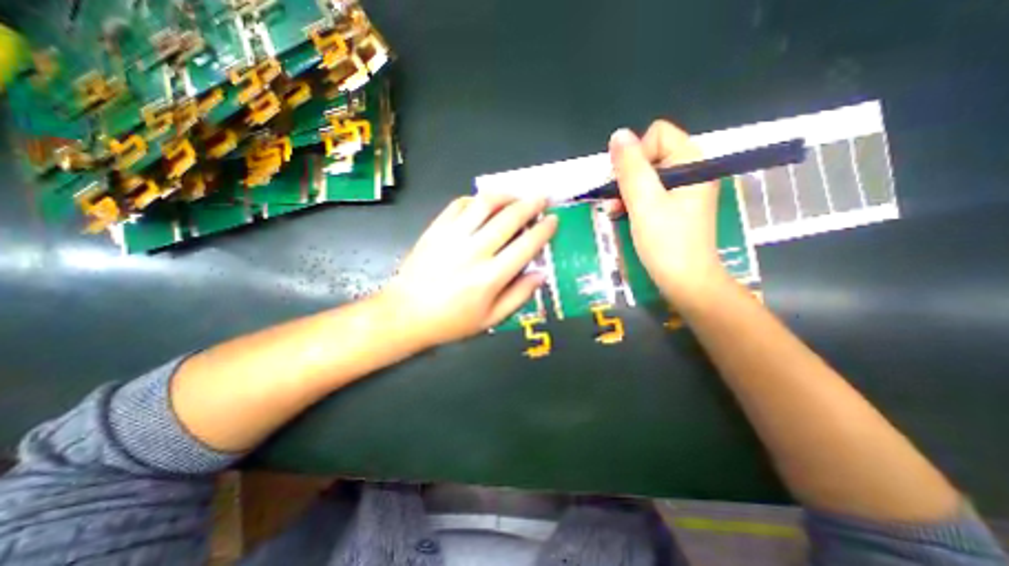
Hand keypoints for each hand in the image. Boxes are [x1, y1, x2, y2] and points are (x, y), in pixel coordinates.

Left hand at [386, 196, 558, 348]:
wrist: (406, 313)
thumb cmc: (451, 321)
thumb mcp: (491, 319)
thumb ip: (519, 296)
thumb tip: (541, 274)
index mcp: (491, 277)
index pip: (526, 245)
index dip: (544, 230)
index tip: (553, 220)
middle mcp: (474, 251)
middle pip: (509, 218)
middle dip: (531, 204)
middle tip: (542, 198)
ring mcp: (452, 236)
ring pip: (484, 203)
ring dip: (505, 195)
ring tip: (516, 196)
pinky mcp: (436, 229)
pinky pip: (459, 204)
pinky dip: (476, 200)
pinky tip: (483, 204)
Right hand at [606, 123, 726, 303]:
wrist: (686, 281)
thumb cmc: (665, 242)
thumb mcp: (643, 202)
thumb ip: (630, 167)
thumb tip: (618, 134)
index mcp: (691, 161)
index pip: (657, 135)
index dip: (635, 155)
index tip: (624, 184)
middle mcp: (691, 170)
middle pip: (650, 155)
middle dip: (627, 176)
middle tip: (615, 200)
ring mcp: (684, 190)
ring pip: (646, 175)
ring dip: (626, 191)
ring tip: (614, 211)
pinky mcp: (677, 207)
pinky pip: (650, 192)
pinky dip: (634, 202)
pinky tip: (622, 215)